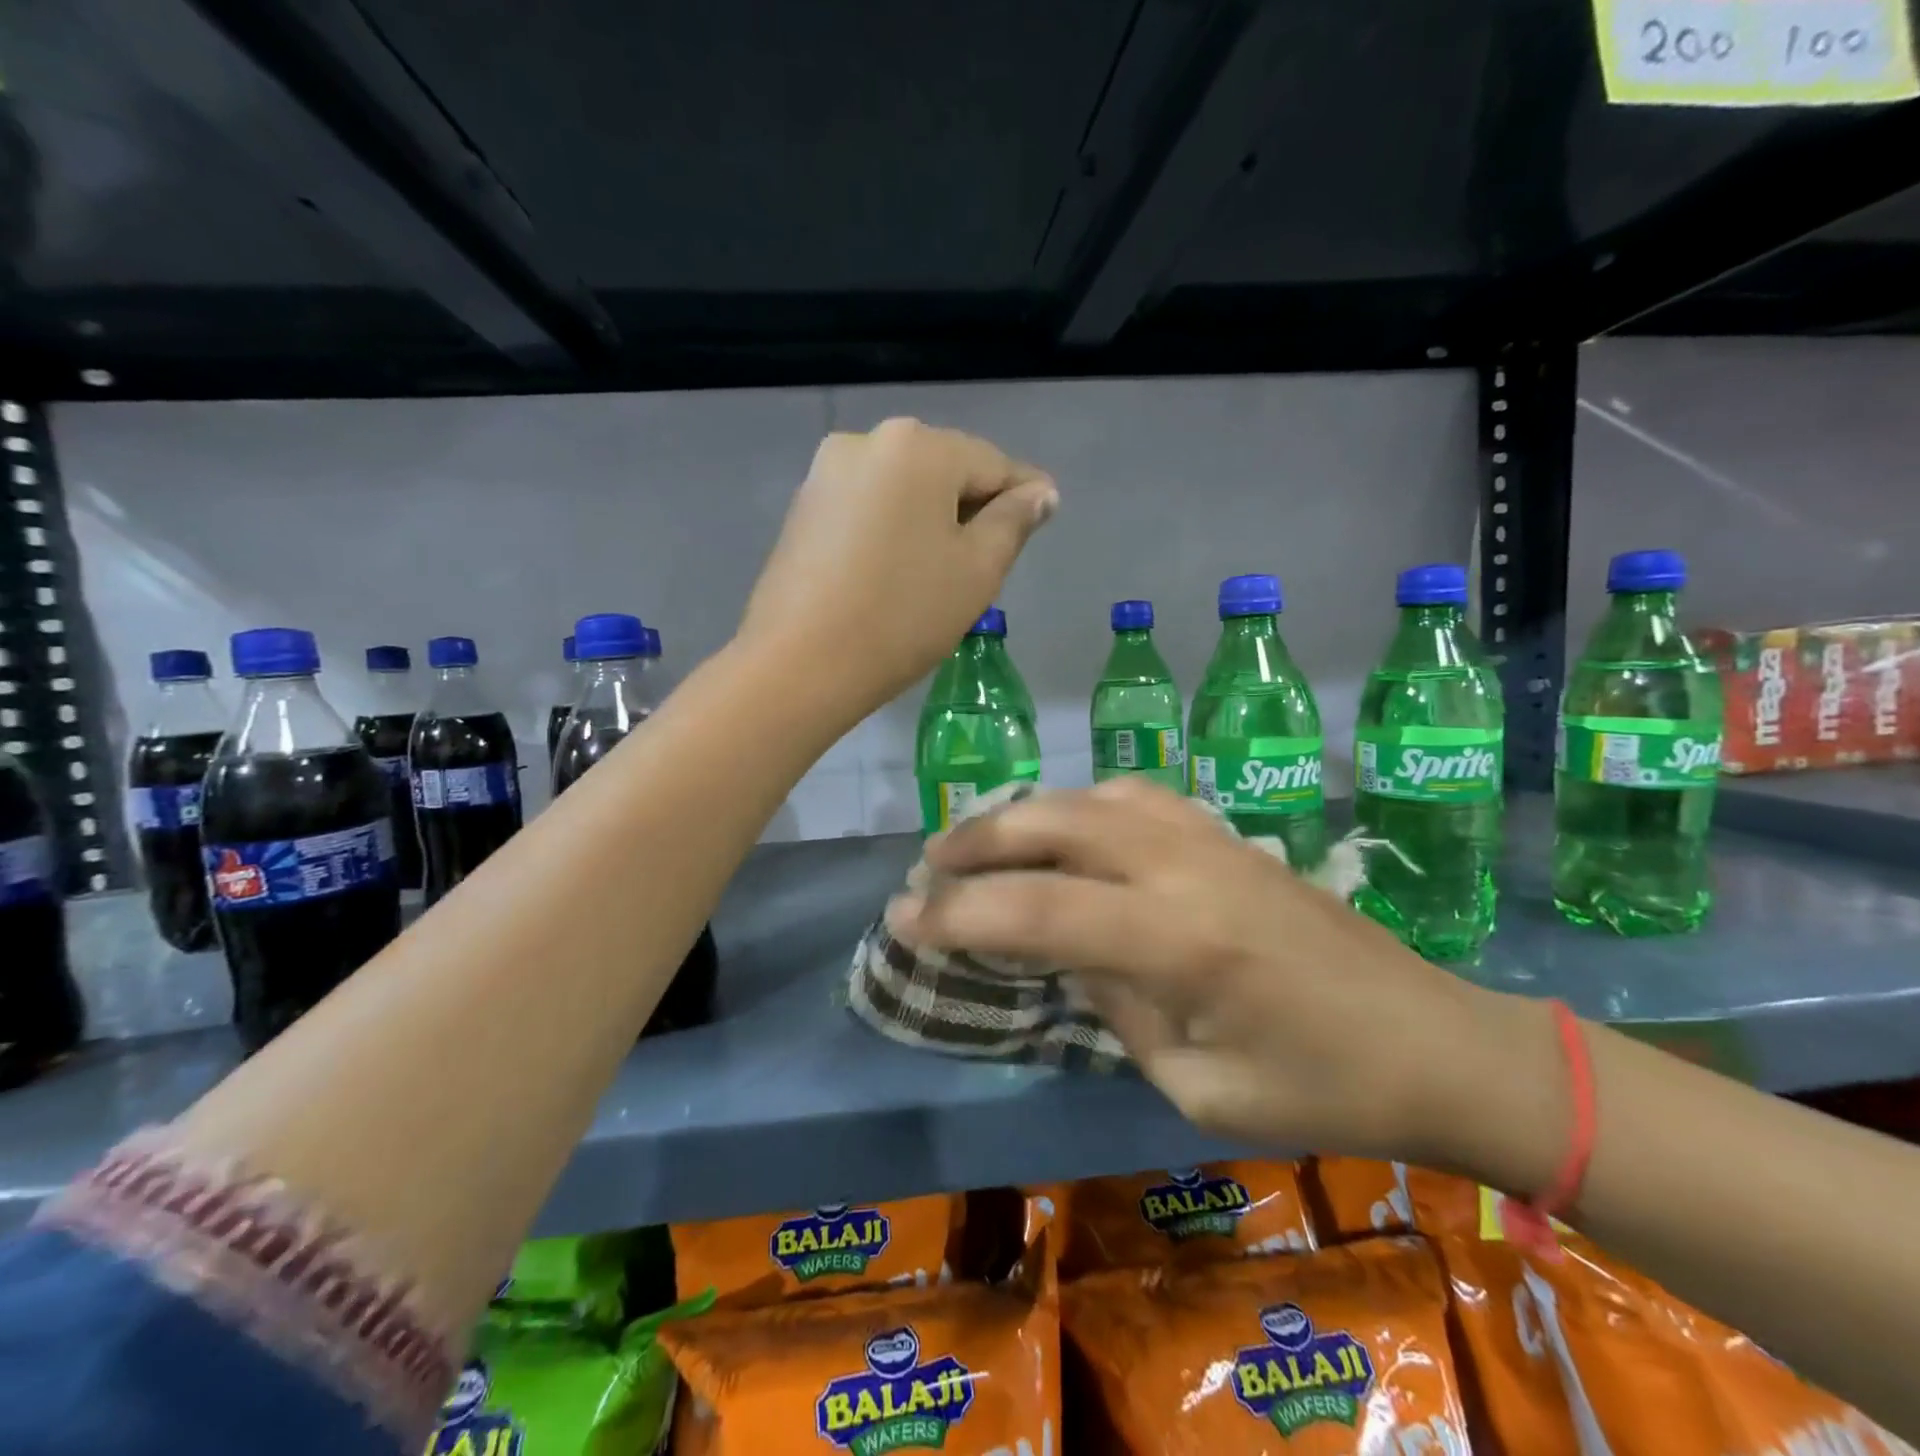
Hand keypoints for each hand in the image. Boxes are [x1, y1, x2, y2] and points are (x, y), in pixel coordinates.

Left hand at [740, 418, 1056, 706]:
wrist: (799, 664)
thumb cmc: (903, 615)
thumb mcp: (977, 570)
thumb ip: (1014, 522)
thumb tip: (1040, 492)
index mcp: (917, 446)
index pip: (992, 463)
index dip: (1024, 493)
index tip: (1046, 517)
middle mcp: (867, 441)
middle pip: (944, 470)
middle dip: (974, 507)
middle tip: (994, 557)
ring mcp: (826, 474)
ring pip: (904, 490)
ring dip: (933, 520)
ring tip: (946, 570)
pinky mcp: (803, 509)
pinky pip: (869, 508)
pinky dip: (894, 529)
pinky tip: (899, 570)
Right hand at [886, 778, 1550, 1165]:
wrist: (1432, 1040)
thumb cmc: (1319, 1089)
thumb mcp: (1197, 1083)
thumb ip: (1116, 1004)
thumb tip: (1065, 951)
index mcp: (1180, 941)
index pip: (1038, 910)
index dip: (959, 914)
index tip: (903, 919)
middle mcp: (1185, 867)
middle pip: (1055, 825)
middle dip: (977, 842)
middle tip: (927, 868)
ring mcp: (1208, 837)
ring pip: (1090, 798)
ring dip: (1023, 814)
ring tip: (979, 841)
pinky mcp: (1226, 832)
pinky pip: (1133, 796)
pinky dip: (1080, 805)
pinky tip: (1063, 827)